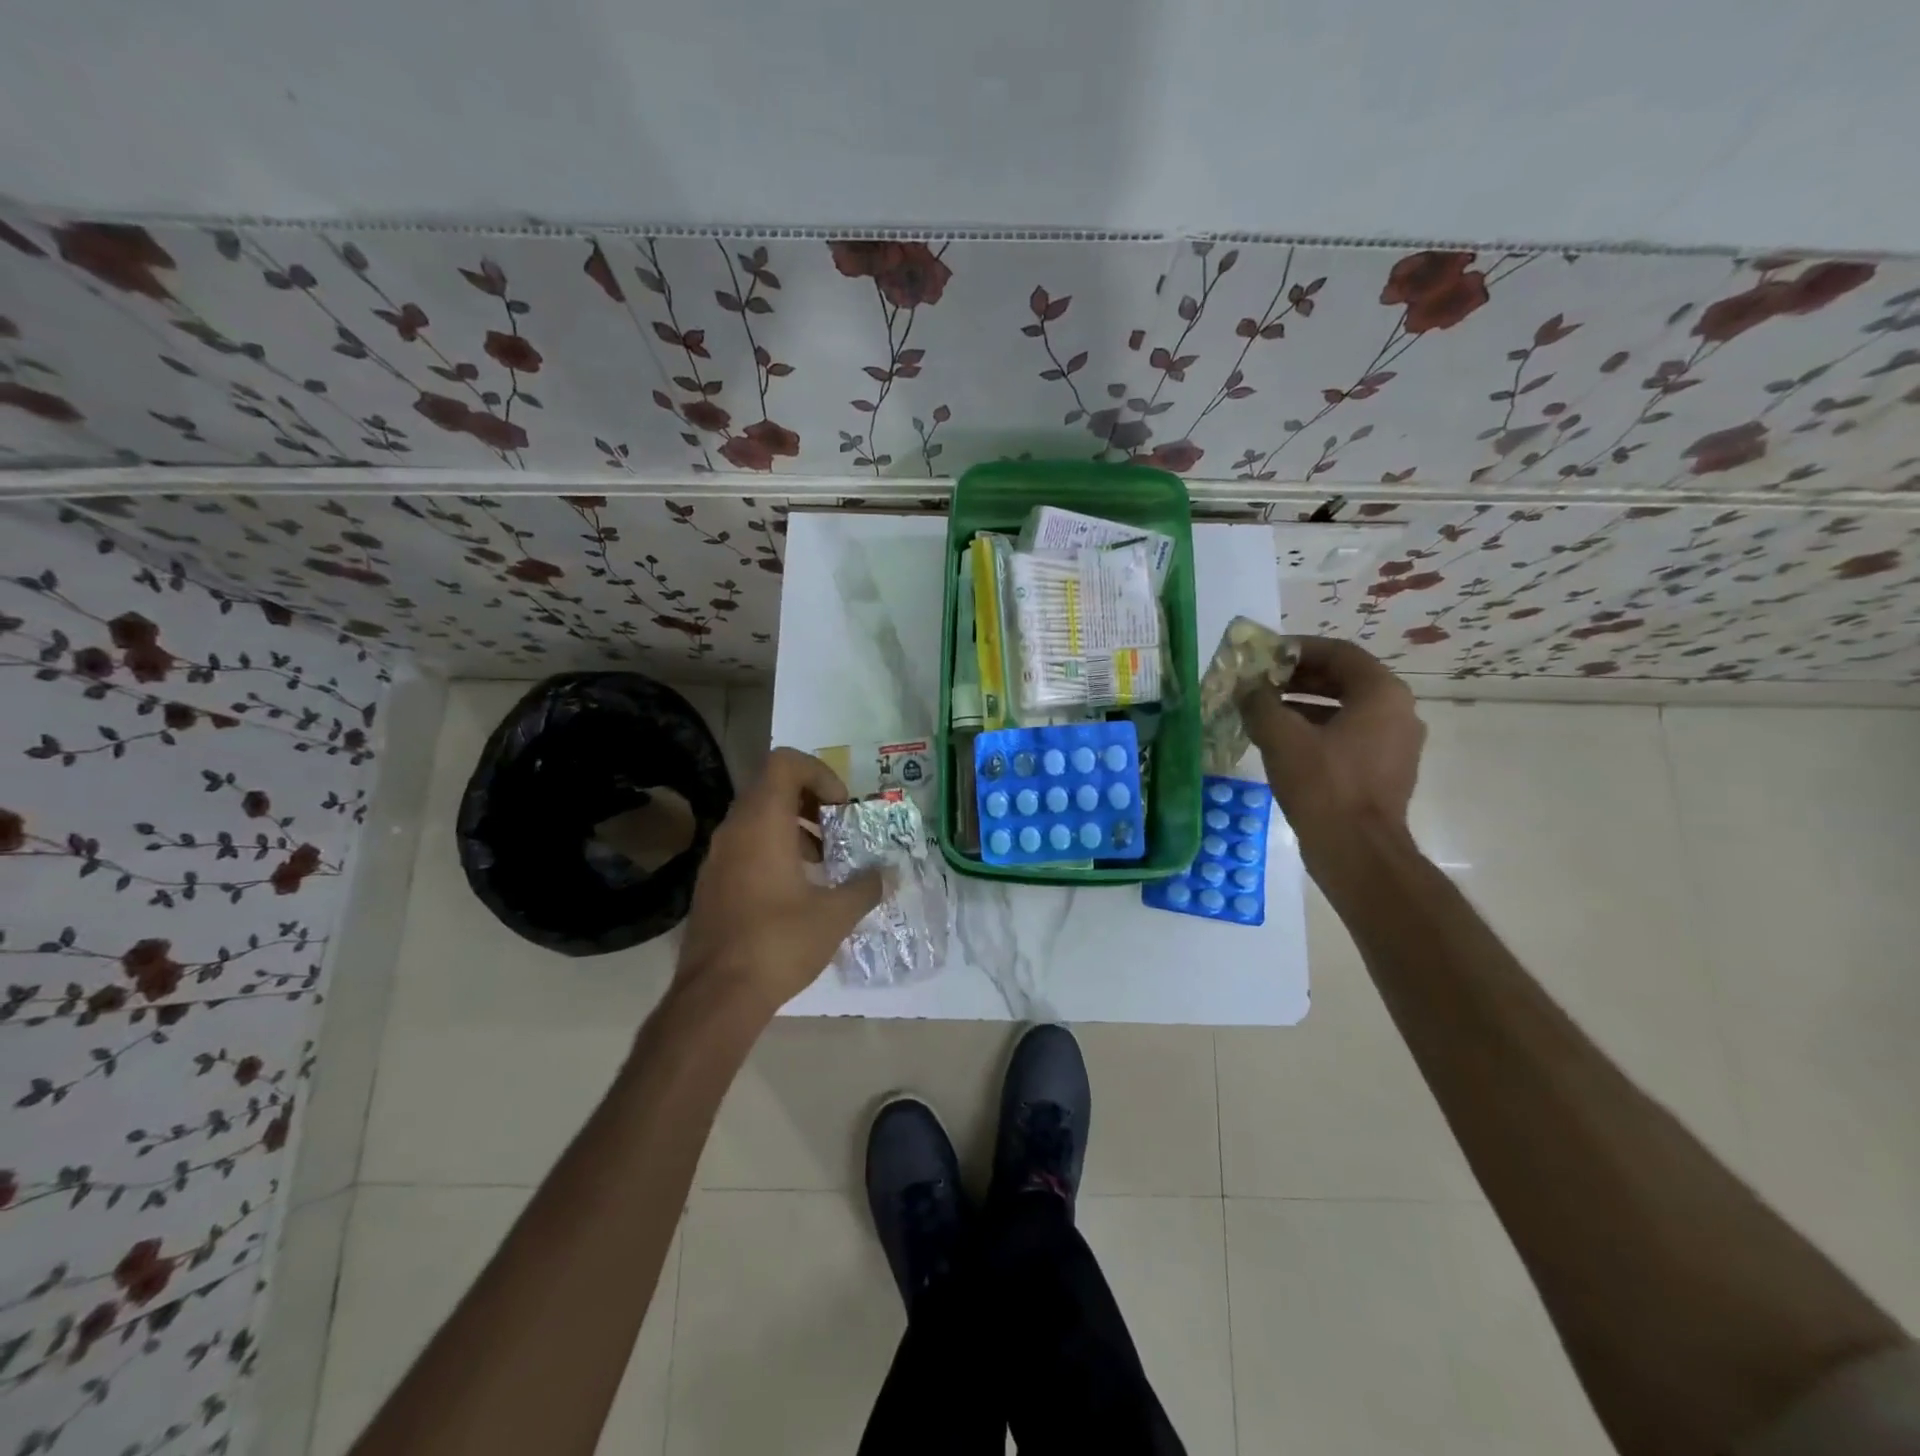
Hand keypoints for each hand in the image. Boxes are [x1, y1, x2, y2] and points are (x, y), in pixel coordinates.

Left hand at [675, 748, 883, 1020]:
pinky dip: (775, 849)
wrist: (716, 997)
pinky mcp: (712, 883)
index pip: (785, 763)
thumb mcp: (835, 915)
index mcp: (762, 823)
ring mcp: (717, 857)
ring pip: (758, 818)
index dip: (820, 773)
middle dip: (812, 801)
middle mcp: (734, 829)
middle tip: (839, 830)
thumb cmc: (778, 943)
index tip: (842, 808)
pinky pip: (746, 845)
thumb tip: (887, 874)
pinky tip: (798, 889)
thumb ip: (866, 886)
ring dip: (795, 827)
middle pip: (772, 787)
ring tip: (824, 862)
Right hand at [1238, 636, 1425, 856]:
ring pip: (1344, 710)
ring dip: (1303, 705)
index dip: (1298, 649)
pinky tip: (1281, 743)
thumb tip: (1247, 689)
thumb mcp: (1281, 737)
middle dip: (1298, 678)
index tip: (1265, 655)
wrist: (1357, 851)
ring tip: (1263, 711)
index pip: (1339, 652)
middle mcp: (1397, 712)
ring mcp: (1394, 744)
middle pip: (1343, 680)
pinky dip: (1316, 730)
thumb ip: (1260, 703)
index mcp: (1381, 693)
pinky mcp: (1383, 770)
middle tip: (1259, 683)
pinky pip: (1348, 736)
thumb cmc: (1323, 785)